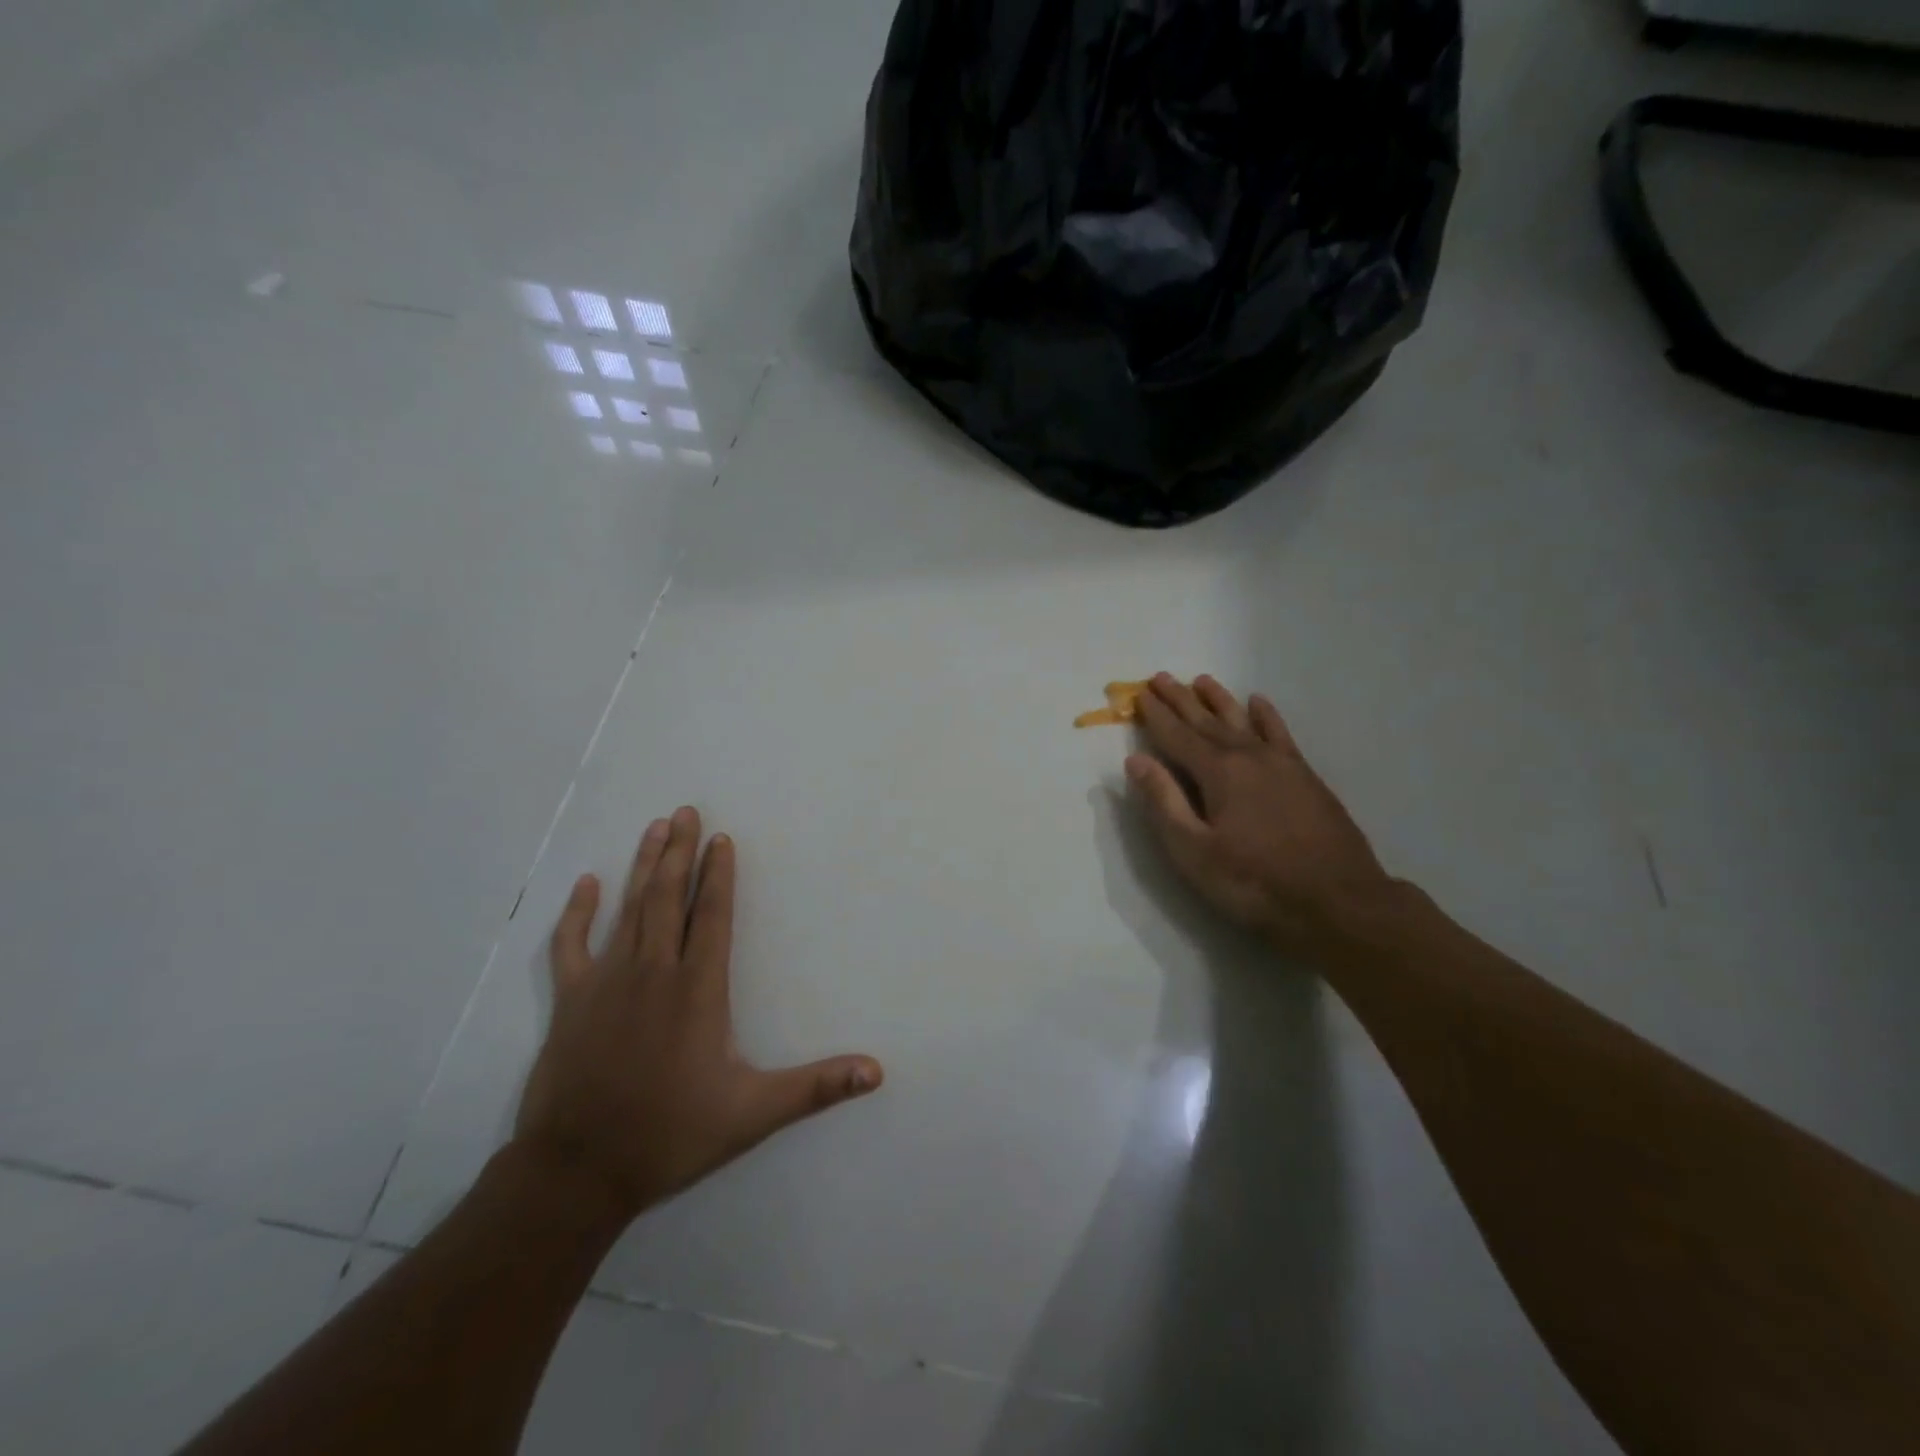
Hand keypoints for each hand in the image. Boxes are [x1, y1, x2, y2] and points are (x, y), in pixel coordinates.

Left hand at [512, 807, 882, 1222]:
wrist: (577, 1172)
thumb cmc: (670, 1135)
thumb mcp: (753, 1114)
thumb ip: (816, 1087)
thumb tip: (877, 1071)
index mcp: (698, 989)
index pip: (713, 916)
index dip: (719, 875)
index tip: (721, 838)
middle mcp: (654, 972)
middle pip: (669, 898)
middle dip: (680, 852)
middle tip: (685, 811)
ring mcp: (606, 982)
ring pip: (629, 909)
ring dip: (644, 866)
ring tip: (655, 828)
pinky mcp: (570, 1001)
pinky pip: (571, 945)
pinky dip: (578, 912)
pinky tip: (587, 883)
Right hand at [1126, 675, 1395, 950]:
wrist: (1338, 902)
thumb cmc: (1254, 882)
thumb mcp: (1194, 851)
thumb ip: (1163, 802)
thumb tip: (1136, 760)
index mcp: (1217, 772)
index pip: (1177, 736)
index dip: (1156, 715)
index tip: (1139, 693)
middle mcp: (1248, 756)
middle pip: (1206, 721)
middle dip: (1181, 700)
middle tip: (1160, 677)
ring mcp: (1281, 763)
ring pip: (1242, 720)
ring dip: (1219, 700)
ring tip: (1202, 680)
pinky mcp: (1306, 776)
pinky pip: (1280, 734)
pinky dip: (1266, 716)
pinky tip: (1258, 703)